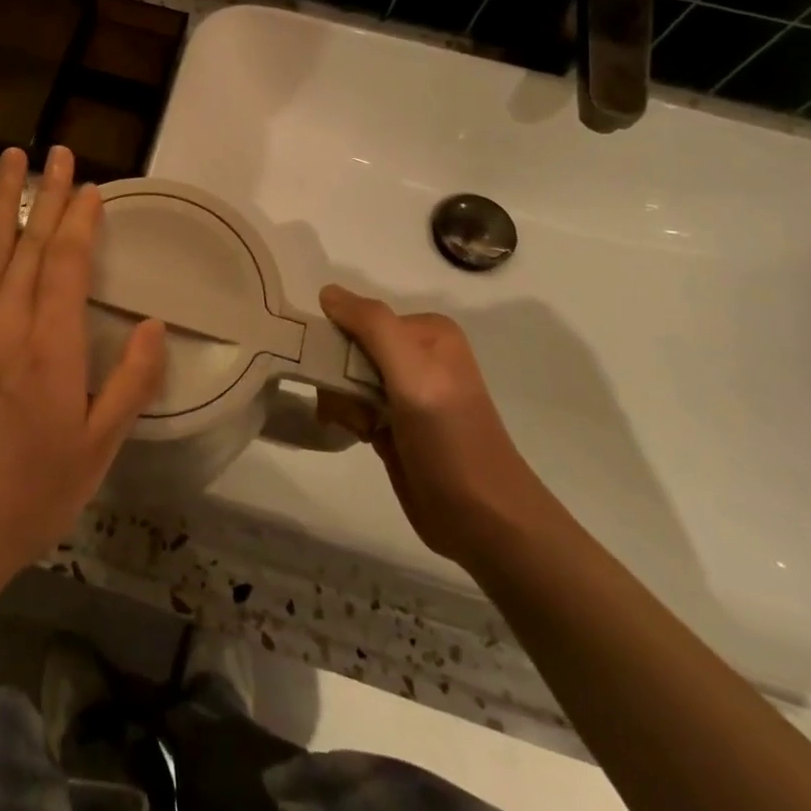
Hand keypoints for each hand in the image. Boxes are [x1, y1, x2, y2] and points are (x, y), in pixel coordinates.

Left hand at [0, 147, 166, 600]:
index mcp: (47, 343)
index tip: (89, 187)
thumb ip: (130, 381)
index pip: (65, 260)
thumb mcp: (97, 447)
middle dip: (42, 193)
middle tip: (52, 151)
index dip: (78, 218)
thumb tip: (155, 326)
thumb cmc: (29, 494)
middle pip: (24, 241)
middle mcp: (1, 321)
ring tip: (7, 161)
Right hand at [317, 285, 554, 563]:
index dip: (339, 345)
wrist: (484, 519)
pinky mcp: (398, 424)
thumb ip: (371, 325)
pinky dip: (349, 418)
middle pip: (350, 349)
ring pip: (346, 379)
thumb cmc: (449, 438)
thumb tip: (326, 291)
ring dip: (343, 403)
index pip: (359, 319)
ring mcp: (408, 391)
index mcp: (428, 332)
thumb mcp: (412, 373)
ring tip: (365, 429)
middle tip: (355, 409)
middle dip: (340, 379)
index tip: (337, 375)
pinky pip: (354, 405)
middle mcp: (418, 354)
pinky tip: (363, 437)